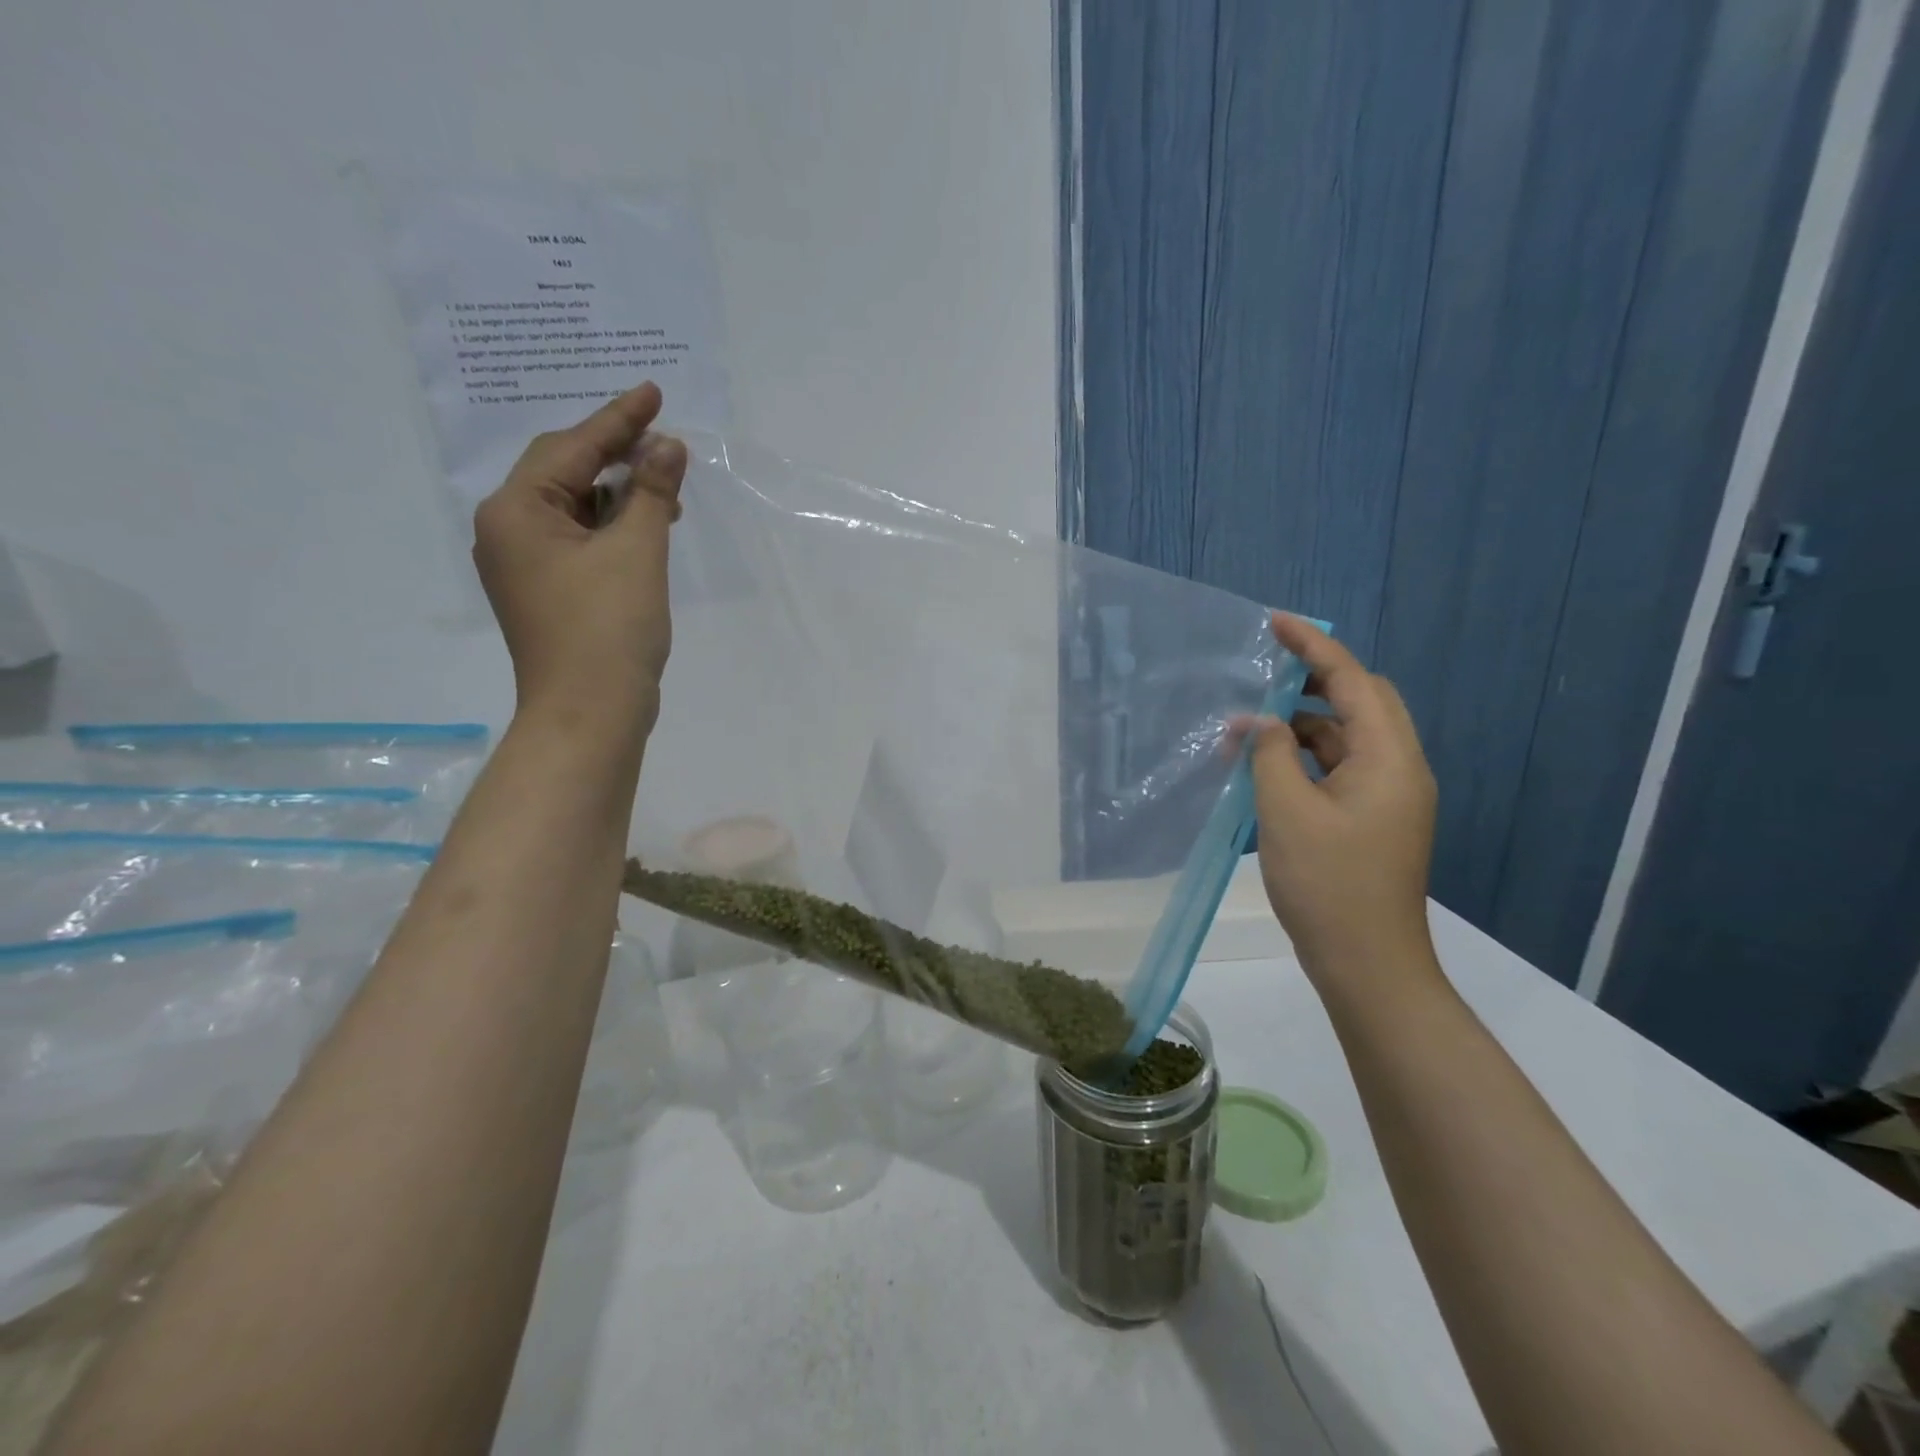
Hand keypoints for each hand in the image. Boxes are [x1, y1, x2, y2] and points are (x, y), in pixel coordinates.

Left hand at [473, 383, 687, 733]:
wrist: (590, 712)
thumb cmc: (608, 627)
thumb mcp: (637, 551)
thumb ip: (651, 491)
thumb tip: (667, 446)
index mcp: (515, 511)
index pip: (571, 447)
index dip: (618, 419)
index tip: (654, 391)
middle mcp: (508, 530)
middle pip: (565, 472)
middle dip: (617, 454)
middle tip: (665, 439)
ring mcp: (525, 564)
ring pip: (575, 508)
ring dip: (620, 494)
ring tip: (667, 488)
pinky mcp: (548, 591)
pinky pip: (579, 540)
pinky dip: (613, 527)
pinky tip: (646, 526)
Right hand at [1241, 613, 1437, 980]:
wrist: (1367, 964)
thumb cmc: (1327, 884)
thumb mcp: (1286, 811)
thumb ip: (1271, 754)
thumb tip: (1260, 721)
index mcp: (1388, 758)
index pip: (1351, 681)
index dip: (1313, 646)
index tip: (1274, 623)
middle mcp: (1399, 767)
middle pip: (1360, 701)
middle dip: (1312, 679)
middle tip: (1263, 671)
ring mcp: (1389, 796)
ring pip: (1346, 737)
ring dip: (1301, 724)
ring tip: (1249, 726)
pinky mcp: (1373, 819)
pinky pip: (1340, 768)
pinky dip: (1305, 757)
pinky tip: (1266, 766)